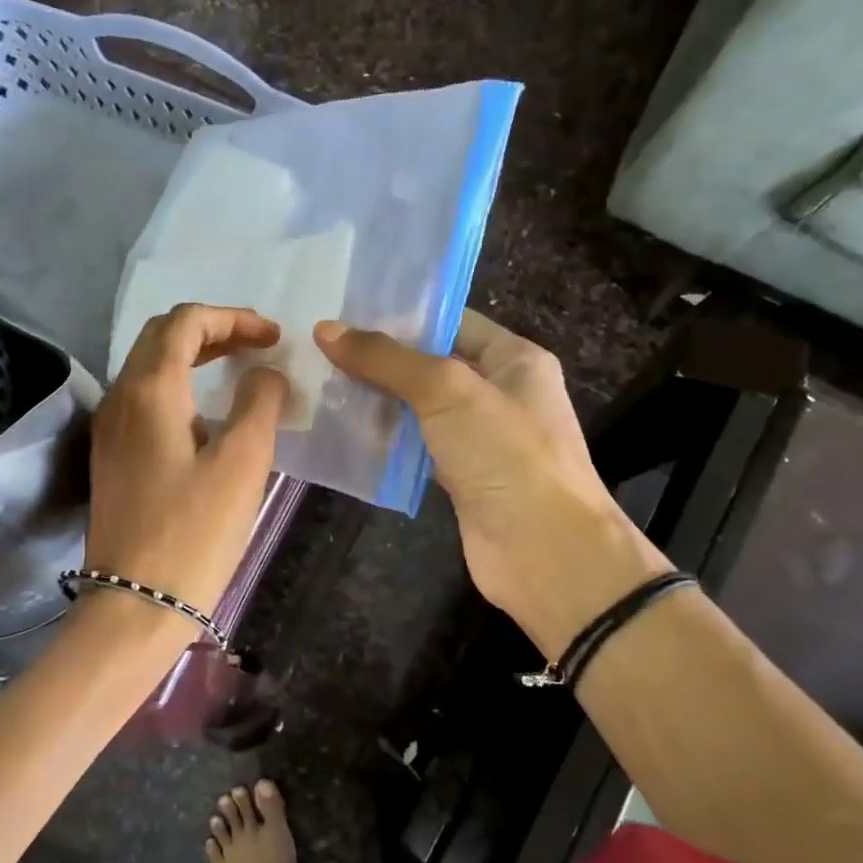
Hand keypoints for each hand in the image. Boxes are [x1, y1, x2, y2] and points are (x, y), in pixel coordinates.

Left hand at [85, 304, 288, 618]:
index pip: (186, 322)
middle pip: (162, 337)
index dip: (233, 318)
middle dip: (212, 330)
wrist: (136, 603)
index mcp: (150, 390)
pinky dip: (179, 387)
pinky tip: (207, 414)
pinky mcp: (113, 457)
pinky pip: (145, 400)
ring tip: (237, 370)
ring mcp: (110, 429)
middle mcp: (120, 398)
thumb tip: (265, 373)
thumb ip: (259, 403)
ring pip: (150, 368)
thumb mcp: (242, 463)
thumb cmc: (195, 532)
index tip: (273, 337)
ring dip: (193, 357)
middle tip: (257, 345)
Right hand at [315, 311, 667, 656]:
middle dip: (379, 359)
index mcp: (513, 359)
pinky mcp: (460, 477)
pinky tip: (340, 431)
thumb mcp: (448, 391)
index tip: (344, 311)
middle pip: (430, 365)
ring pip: (418, 409)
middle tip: (318, 347)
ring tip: (318, 383)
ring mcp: (479, 438)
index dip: (400, 315)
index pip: (451, 321)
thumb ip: (388, 360)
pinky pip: (415, 448)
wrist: (544, 552)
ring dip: (375, 401)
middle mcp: (498, 393)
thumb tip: (326, 330)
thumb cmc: (507, 455)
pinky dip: (384, 442)